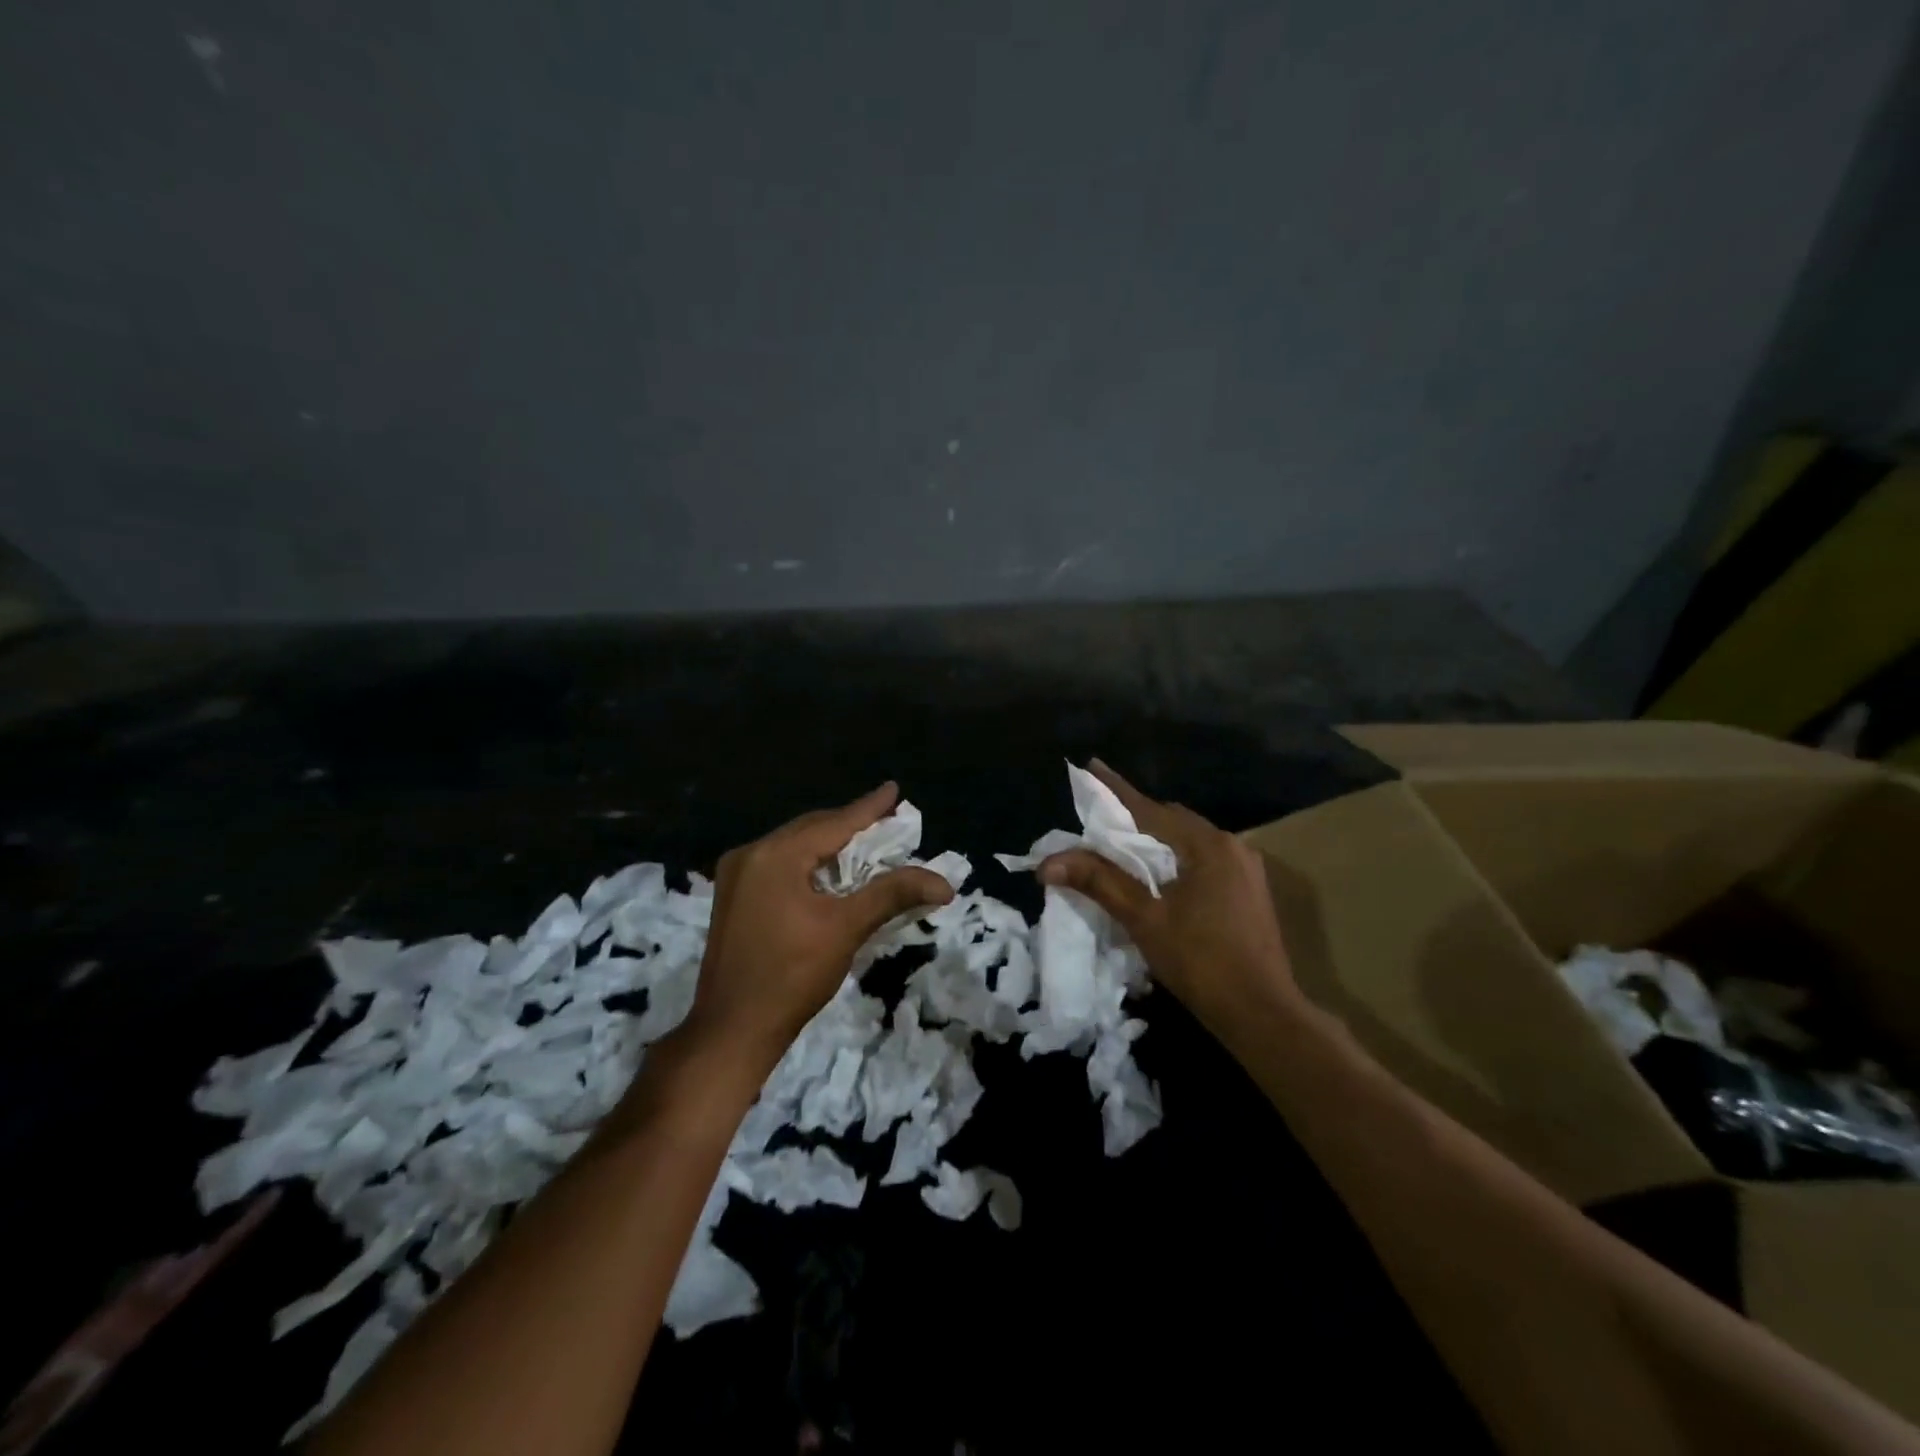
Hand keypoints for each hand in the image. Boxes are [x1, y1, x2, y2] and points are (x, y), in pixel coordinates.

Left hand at [684, 783, 954, 1073]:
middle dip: (850, 825)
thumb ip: (892, 894)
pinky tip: (829, 872)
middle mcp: (751, 854)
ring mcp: (736, 876)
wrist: (732, 1030)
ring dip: (830, 845)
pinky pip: (779, 865)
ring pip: (794, 847)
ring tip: (865, 842)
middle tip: (886, 820)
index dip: (868, 808)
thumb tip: (944, 883)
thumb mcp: (846, 929)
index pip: (833, 823)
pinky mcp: (734, 898)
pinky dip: (809, 863)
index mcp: (774, 855)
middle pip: (811, 830)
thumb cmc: (792, 976)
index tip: (893, 789)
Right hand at [1038, 760, 1301, 1037]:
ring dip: (1157, 841)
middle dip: (1136, 817)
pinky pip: (1203, 860)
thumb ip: (1099, 882)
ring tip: (1122, 847)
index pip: (1150, 809)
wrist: (1264, 1015)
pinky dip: (1176, 859)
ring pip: (1189, 842)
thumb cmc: (1201, 962)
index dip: (1115, 789)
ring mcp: (1245, 869)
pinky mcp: (1249, 891)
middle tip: (1100, 819)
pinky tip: (1159, 877)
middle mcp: (1231, 846)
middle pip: (1172, 821)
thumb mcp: (1144, 919)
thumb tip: (1048, 862)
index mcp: (1207, 845)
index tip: (1090, 765)